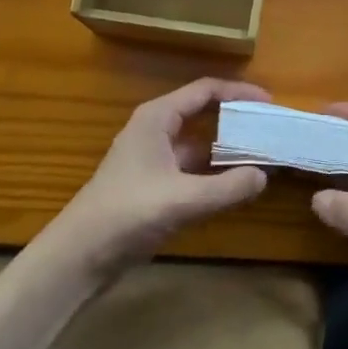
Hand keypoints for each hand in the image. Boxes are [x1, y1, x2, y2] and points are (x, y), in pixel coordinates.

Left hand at [48, 78, 270, 278]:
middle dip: (237, 120)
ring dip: (228, 148)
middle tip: (270, 129)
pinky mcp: (153, 185)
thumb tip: (265, 175)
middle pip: (203, 113)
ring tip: (262, 155)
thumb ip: (226, 188)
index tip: (269, 103)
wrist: (77, 258)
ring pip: (199, 143)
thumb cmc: (125, 215)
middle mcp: (156, 130)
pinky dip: (215, 172)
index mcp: (157, 117)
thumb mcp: (181, 200)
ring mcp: (153, 158)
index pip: (205, 90)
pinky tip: (236, 185)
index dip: (238, 93)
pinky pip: (192, 168)